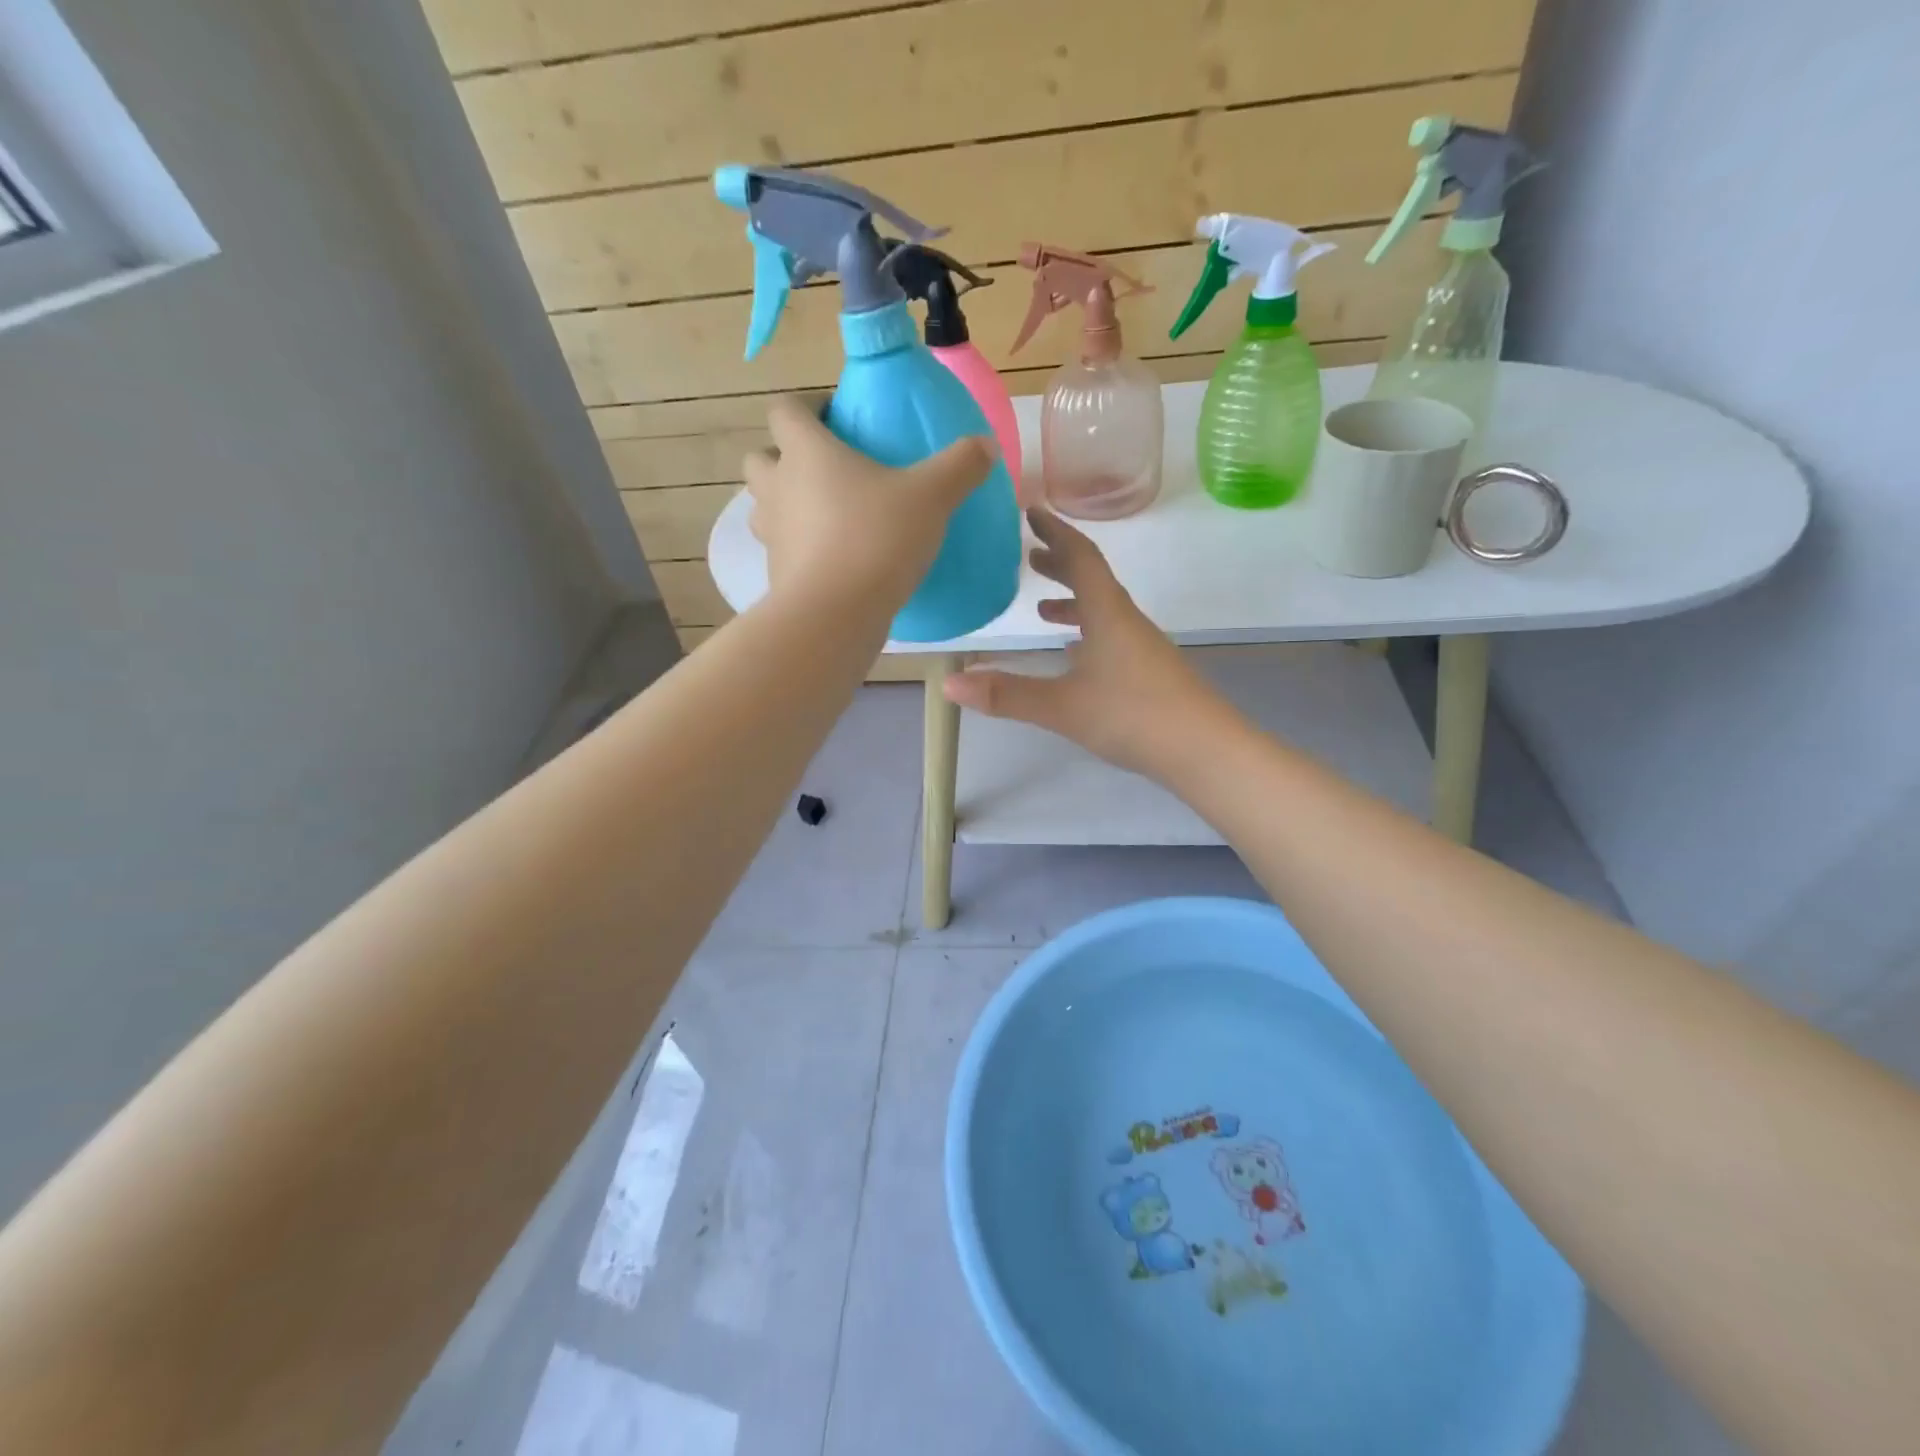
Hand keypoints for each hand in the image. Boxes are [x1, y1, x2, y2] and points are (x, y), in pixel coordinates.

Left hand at [745, 398, 995, 607]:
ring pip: (762, 507)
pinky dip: (797, 549)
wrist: (837, 614)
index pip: (785, 410)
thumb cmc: (877, 539)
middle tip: (824, 470)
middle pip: (760, 457)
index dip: (805, 408)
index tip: (835, 419)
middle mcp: (778, 487)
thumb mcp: (932, 497)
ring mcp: (772, 534)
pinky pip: (781, 550)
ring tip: (824, 516)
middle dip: (783, 457)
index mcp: (806, 452)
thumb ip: (960, 466)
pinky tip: (832, 561)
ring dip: (784, 504)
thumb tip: (986, 444)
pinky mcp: (776, 575)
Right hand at [942, 510, 1237, 778]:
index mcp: (1107, 614)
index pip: (1081, 558)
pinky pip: (1111, 635)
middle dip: (1060, 562)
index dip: (1056, 531)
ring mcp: (1141, 647)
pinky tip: (1074, 655)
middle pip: (1093, 579)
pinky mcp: (1148, 672)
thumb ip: (1007, 694)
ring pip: (1103, 609)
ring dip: (1073, 599)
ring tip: (1042, 606)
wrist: (1204, 749)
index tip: (1032, 511)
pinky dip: (1087, 632)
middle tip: (1030, 555)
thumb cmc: (1134, 716)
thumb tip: (949, 683)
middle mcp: (1126, 621)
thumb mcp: (1063, 706)